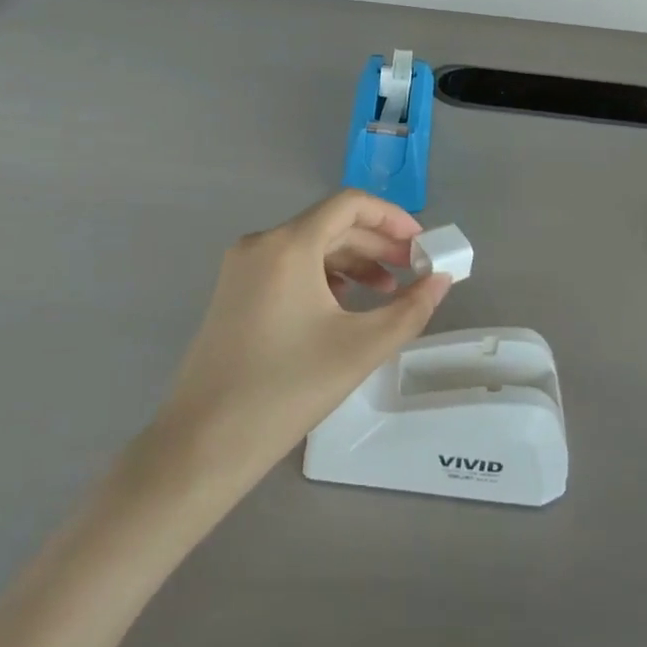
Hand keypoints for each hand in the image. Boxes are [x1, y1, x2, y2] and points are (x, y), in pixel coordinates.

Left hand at [156, 191, 454, 485]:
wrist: (204, 442)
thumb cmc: (287, 388)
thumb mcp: (360, 348)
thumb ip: (410, 309)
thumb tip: (442, 280)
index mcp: (289, 244)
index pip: (349, 204)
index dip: (391, 217)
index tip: (420, 244)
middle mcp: (261, 242)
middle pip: (330, 225)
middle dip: (375, 244)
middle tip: (412, 271)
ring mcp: (242, 266)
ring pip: (309, 246)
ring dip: (351, 262)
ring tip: (386, 292)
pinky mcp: (234, 290)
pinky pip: (287, 266)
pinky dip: (322, 276)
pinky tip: (344, 306)